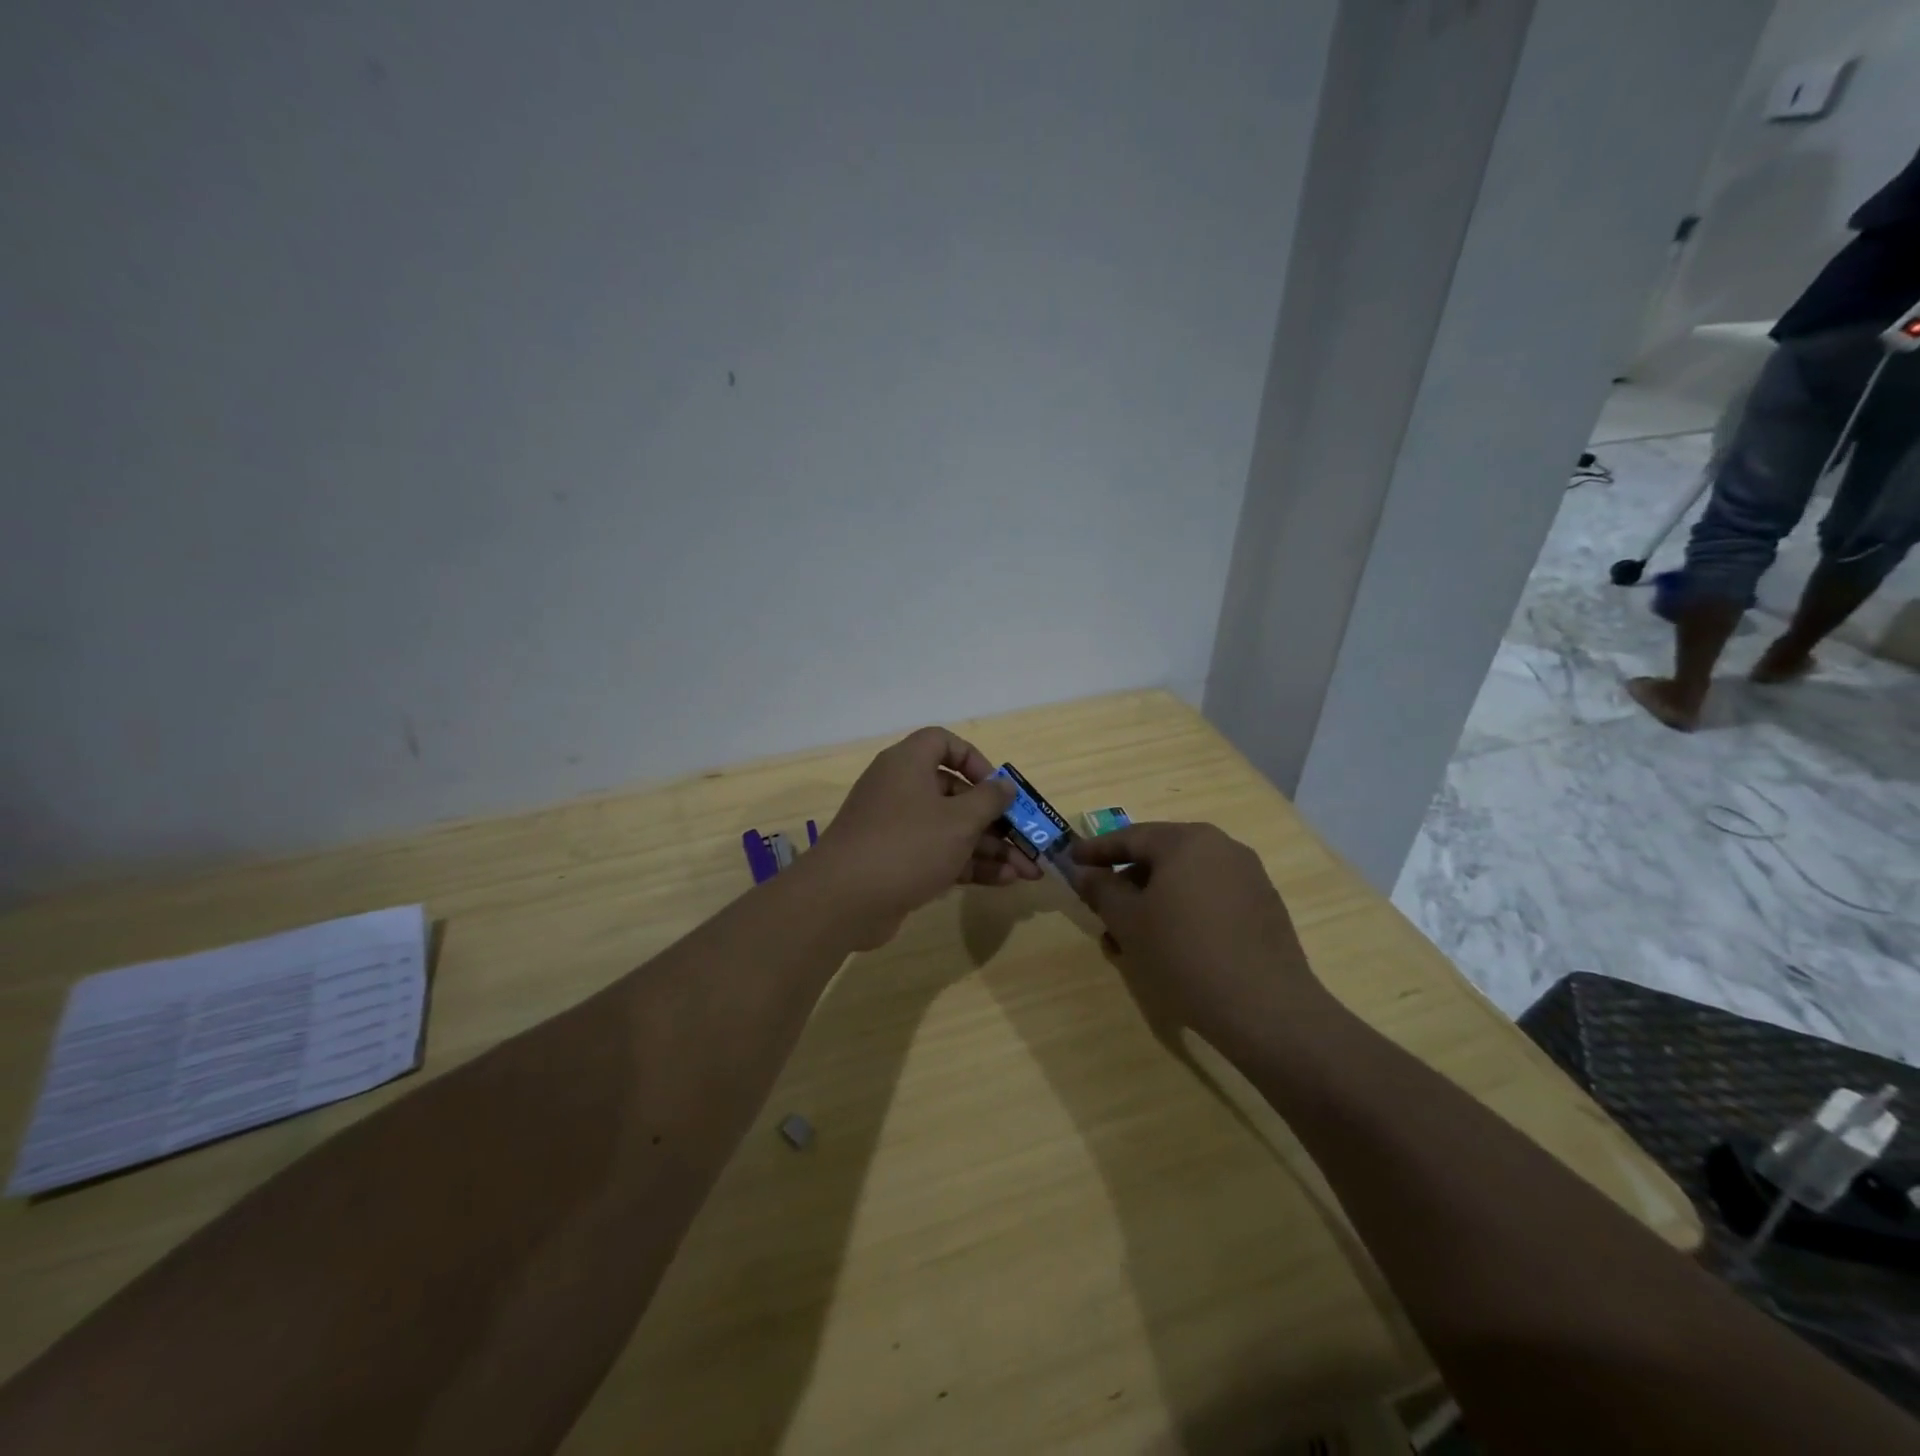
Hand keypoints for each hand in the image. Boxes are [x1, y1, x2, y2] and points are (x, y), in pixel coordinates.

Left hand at [809, 727, 1041, 947]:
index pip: (943, 743)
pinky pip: (939, 854)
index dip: (974, 760)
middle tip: (1027, 840)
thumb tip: (1005, 785)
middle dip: (996, 819)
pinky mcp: (896, 862)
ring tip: (1028, 872)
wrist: (843, 900)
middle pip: (955, 793)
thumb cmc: (907, 845)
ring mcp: (896, 828)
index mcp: (908, 764)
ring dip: (990, 848)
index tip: (996, 787)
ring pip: (951, 829)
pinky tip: (1004, 882)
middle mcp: (901, 789)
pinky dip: (969, 865)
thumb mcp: (958, 820)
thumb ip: (988, 801)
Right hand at [1069, 822, 1328, 1060]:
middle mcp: (1221, 848)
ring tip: (1130, 940)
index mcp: (1187, 841)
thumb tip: (1085, 872)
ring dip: (1152, 903)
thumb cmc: (1184, 955)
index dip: (1096, 850)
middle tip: (1100, 907)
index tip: (1071, 859)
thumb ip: (1101, 889)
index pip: (1130, 836)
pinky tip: (1169, 947)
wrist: (1266, 1009)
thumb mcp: (1129, 922)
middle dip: (1126, 882)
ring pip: (1184, 881)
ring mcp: (1248, 876)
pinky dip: (1183, 913)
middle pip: (1160, 857)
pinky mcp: (1263, 907)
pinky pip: (1210, 898)